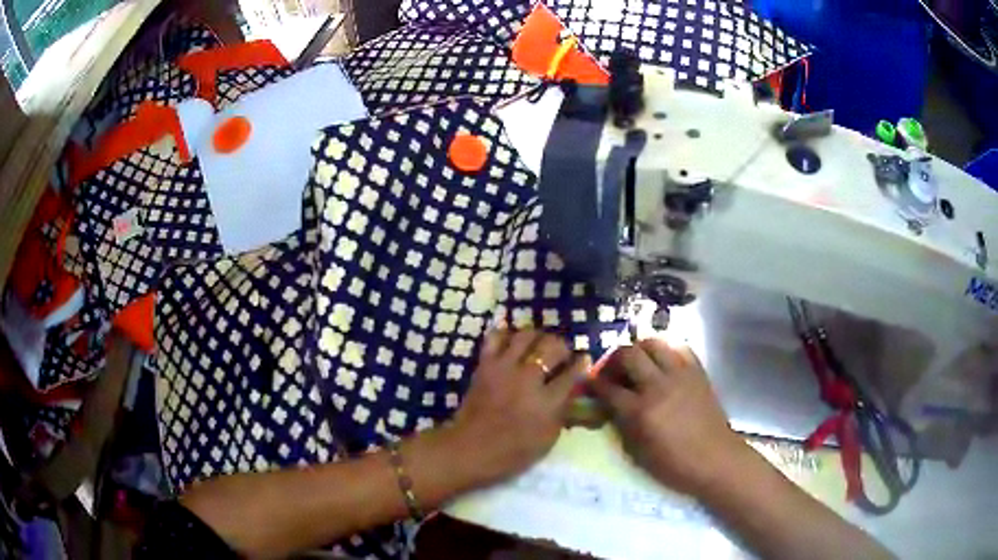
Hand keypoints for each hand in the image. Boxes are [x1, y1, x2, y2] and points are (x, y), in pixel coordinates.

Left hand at [450, 329, 589, 483]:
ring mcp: (504, 368)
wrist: (470, 450)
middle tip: (561, 355)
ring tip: (538, 346)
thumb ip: (563, 411)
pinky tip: (512, 343)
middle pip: (553, 345)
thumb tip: (572, 390)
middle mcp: (529, 378)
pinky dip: (506, 335)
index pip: (574, 371)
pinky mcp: (485, 364)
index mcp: (548, 401)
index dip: (582, 363)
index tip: (584, 360)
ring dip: (538, 337)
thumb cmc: (513, 453)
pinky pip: (496, 337)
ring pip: (527, 335)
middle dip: (562, 347)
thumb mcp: (549, 438)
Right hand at [591, 338, 748, 495]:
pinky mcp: (697, 371)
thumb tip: (610, 406)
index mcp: (641, 412)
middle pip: (628, 354)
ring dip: (639, 349)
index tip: (589, 383)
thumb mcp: (638, 453)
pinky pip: (679, 347)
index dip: (594, 383)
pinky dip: (666, 350)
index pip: (608, 388)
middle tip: (612, 371)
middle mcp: (658, 386)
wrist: (715, 459)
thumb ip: (622, 425)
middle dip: (613, 359)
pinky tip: (663, 363)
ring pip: (653, 343)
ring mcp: (680, 375)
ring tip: (637, 363)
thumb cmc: (674, 464)